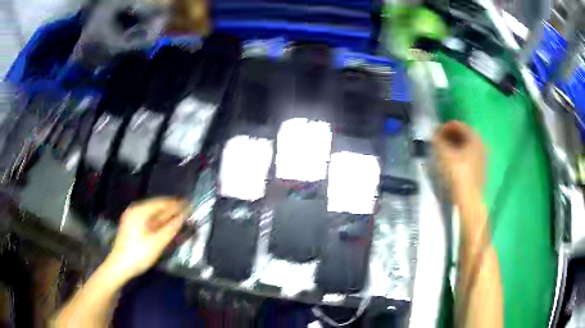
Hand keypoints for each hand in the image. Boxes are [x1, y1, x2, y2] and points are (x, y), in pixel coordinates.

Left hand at [106, 198, 186, 280]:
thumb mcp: (157, 243)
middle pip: (156, 206)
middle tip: (187, 210)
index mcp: (140, 211)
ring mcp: (132, 217)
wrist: (119, 266)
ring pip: (152, 212)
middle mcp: (135, 210)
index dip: (176, 203)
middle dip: (171, 208)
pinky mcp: (131, 225)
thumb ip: (170, 228)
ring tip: (179, 216)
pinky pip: (148, 218)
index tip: (189, 203)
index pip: (161, 203)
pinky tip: (166, 224)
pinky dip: (158, 220)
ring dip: (165, 214)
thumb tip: (183, 217)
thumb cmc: (138, 254)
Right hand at [433, 121, 484, 198]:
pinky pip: (468, 156)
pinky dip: (459, 155)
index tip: (433, 134)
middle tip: (437, 142)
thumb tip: (434, 133)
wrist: (469, 199)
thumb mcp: (444, 154)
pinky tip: (451, 162)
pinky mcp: (480, 169)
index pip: (457, 124)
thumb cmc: (458, 173)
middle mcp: (480, 143)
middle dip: (449, 136)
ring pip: (465, 146)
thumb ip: (438, 140)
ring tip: (442, 152)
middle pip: (462, 134)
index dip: (444, 127)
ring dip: (453, 146)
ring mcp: (482, 157)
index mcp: (474, 136)